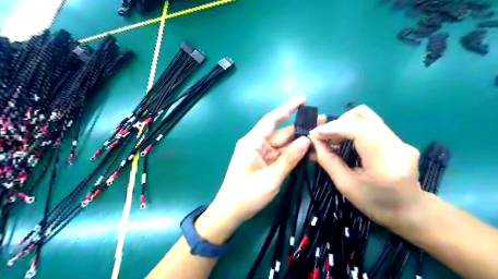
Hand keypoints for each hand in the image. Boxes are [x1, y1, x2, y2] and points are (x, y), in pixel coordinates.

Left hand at [196, 96, 324, 243]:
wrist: (230, 213)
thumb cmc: (246, 195)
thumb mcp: (270, 178)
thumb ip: (289, 159)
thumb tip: (306, 140)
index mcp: (252, 142)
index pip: (272, 119)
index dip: (287, 108)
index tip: (302, 99)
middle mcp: (256, 145)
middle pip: (281, 133)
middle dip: (300, 128)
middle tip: (322, 122)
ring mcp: (261, 155)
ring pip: (283, 145)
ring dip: (299, 142)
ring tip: (320, 137)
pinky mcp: (264, 164)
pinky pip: (280, 155)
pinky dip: (293, 154)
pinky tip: (308, 152)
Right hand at [310, 106, 423, 231]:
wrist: (410, 211)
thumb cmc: (376, 204)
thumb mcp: (346, 185)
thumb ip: (328, 161)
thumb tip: (314, 141)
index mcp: (385, 161)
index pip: (359, 130)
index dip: (334, 127)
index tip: (315, 134)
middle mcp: (397, 144)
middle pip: (363, 116)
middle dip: (337, 124)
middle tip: (322, 137)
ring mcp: (400, 139)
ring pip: (367, 117)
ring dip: (344, 123)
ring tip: (332, 138)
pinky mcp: (398, 139)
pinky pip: (370, 125)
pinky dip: (352, 128)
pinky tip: (343, 140)